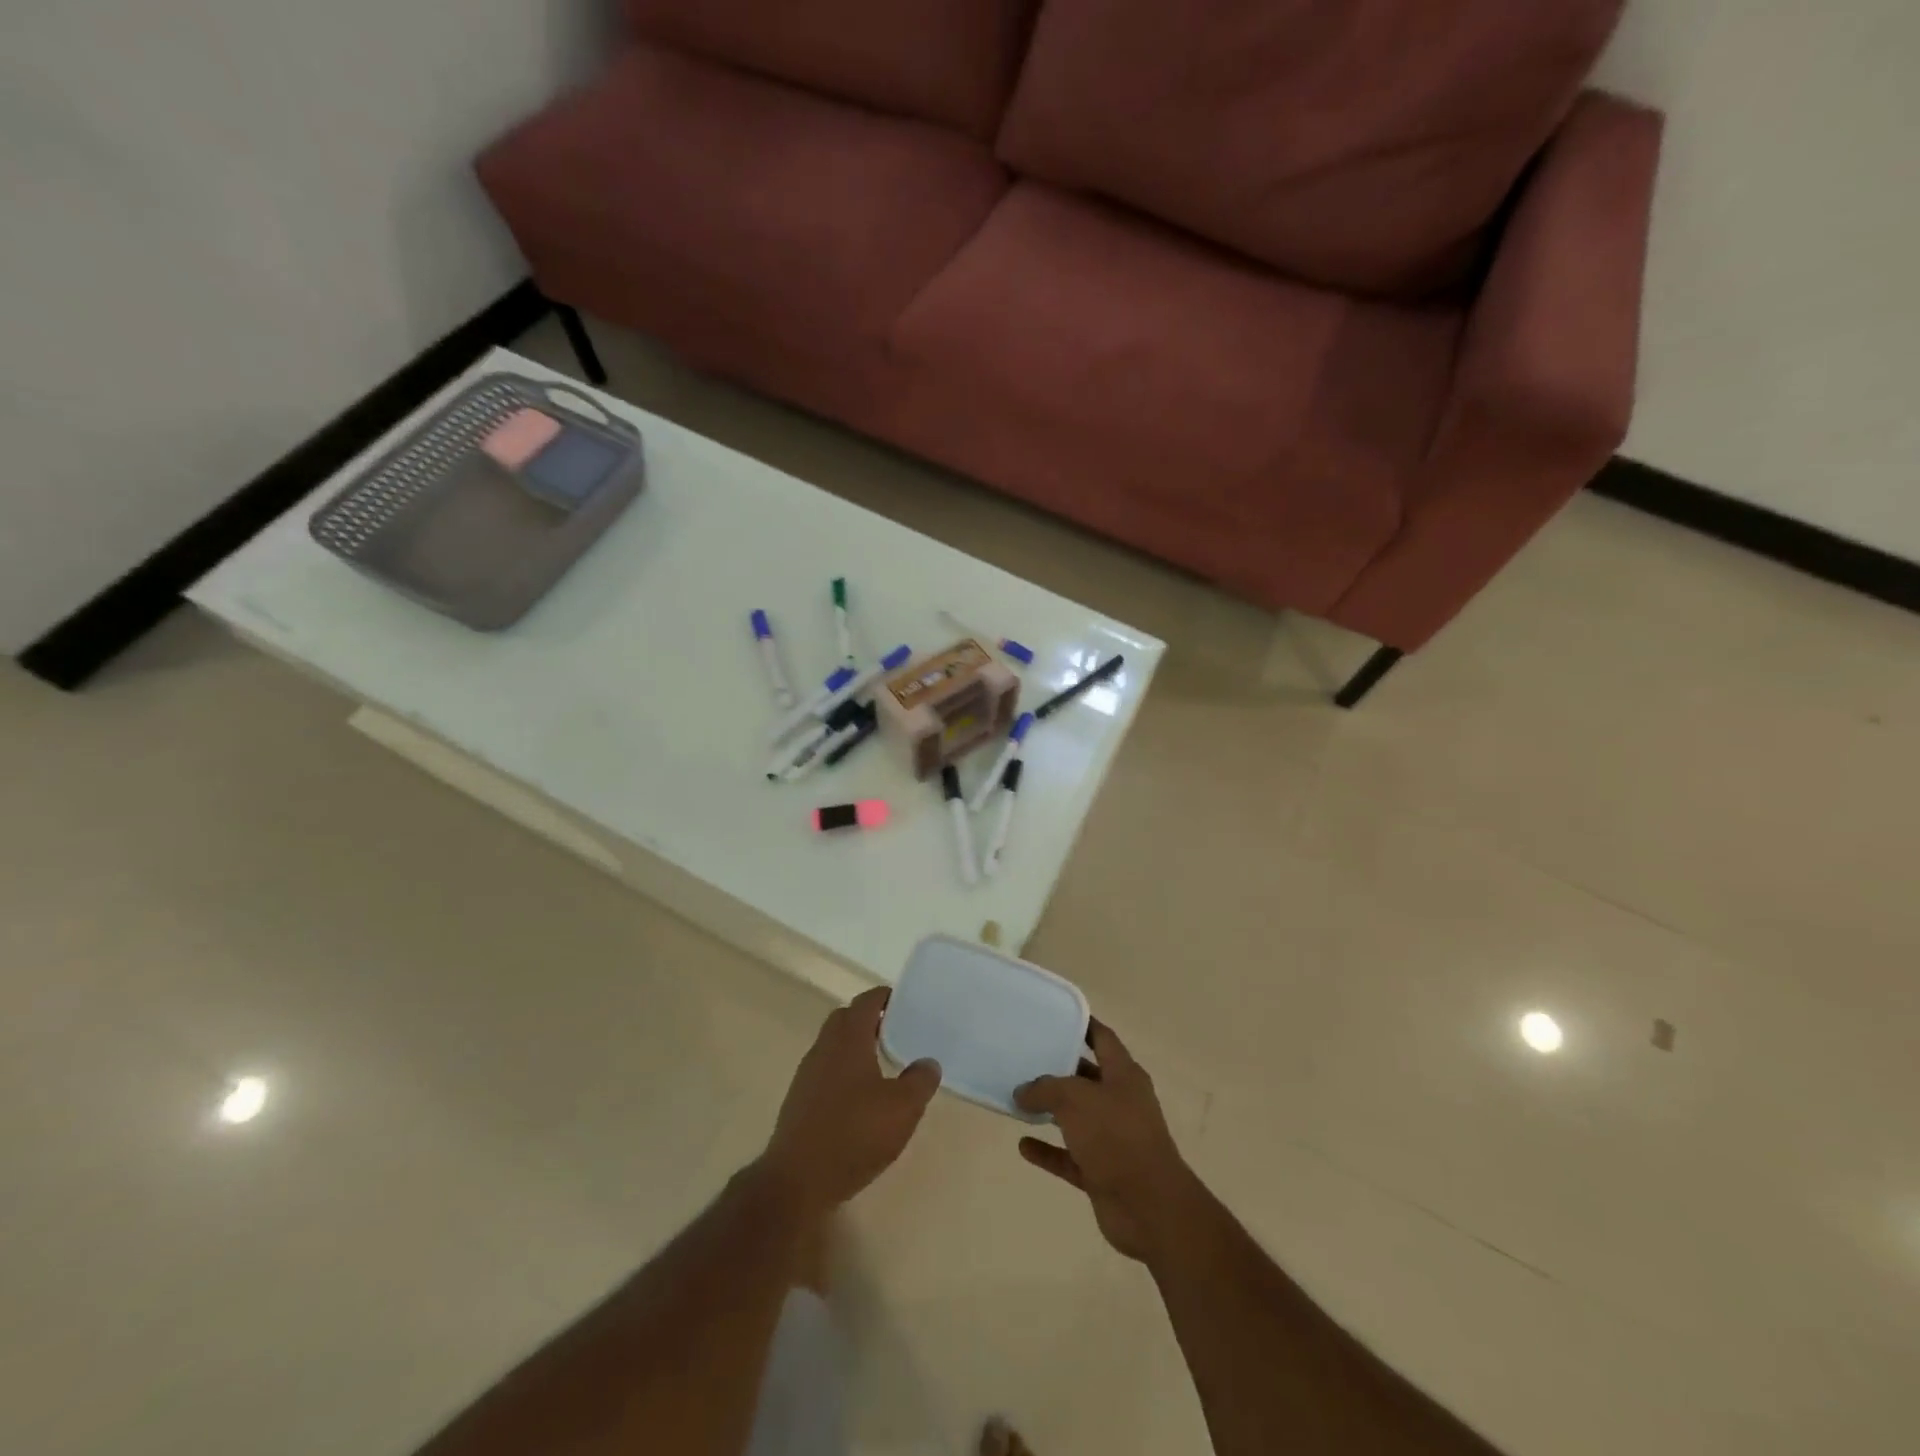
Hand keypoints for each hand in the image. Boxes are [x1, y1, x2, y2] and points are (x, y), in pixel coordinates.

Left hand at [759, 987, 940, 1216]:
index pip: (866, 1001)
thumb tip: (928, 1062)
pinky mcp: (799, 1101)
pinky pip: (826, 1072)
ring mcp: (807, 1075)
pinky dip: (844, 1073)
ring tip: (882, 1065)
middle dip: (869, 1020)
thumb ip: (920, 1080)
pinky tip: (860, 1099)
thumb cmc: (854, 1134)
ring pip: (833, 1046)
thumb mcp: (902, 1108)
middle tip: (896, 1031)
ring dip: (855, 1048)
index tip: (905, 1002)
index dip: (885, 997)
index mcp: (848, 1038)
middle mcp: (824, 1048)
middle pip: (846, 1019)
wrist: (796, 1181)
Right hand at [1014, 1020, 1202, 1261]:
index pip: (1102, 1039)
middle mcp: (1120, 1102)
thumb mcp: (1075, 1099)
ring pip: (1077, 1118)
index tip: (1055, 1016)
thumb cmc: (1116, 1137)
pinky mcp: (1102, 1172)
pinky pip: (1069, 1156)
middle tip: (1025, 1057)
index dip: (1082, 1025)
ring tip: (1019, 1098)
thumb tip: (1022, 1091)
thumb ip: (1045, 1089)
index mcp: (1124, 1075)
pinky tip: (1023, 1145)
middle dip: (1059, 1068)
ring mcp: (1112, 1139)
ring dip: (1051, 1110)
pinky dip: (1048, 1151)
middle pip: (1087, 1077)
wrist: (1150, 1208)